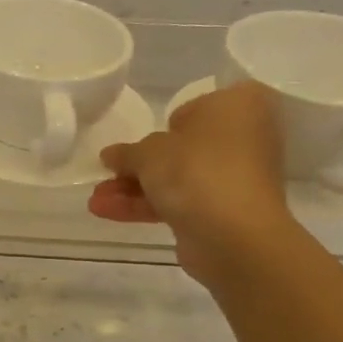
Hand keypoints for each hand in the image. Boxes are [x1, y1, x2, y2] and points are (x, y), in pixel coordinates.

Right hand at [88, 80, 294, 284]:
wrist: (234, 236)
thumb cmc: (195, 169)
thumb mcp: (147, 152)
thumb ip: (126, 152)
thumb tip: (112, 155)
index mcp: (238, 105)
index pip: (196, 106)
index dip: (166, 123)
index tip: (141, 139)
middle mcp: (246, 137)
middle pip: (183, 146)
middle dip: (141, 165)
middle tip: (108, 173)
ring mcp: (237, 177)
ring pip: (179, 177)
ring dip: (136, 188)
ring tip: (96, 200)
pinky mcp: (226, 210)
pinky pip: (183, 200)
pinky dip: (149, 205)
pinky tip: (108, 212)